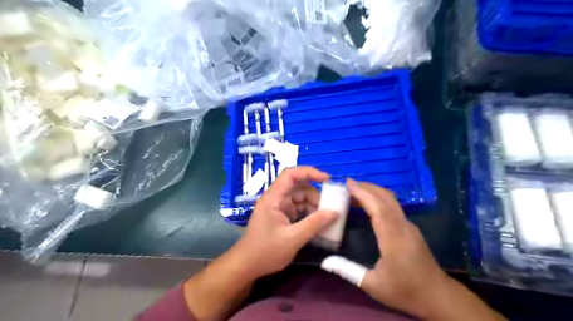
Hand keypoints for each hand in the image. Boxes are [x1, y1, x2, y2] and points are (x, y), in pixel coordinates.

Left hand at [233, 167, 336, 278]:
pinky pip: (298, 209)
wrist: (247, 266)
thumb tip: (335, 212)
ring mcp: (278, 207)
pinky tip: (318, 225)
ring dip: (313, 207)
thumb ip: (314, 224)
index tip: (327, 179)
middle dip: (315, 196)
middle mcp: (275, 199)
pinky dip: (309, 214)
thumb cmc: (266, 252)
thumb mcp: (293, 239)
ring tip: (325, 220)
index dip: (309, 172)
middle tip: (330, 209)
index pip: (290, 175)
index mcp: (273, 198)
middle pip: (298, 188)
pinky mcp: (281, 216)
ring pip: (300, 199)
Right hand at [347, 180, 449, 317]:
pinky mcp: (410, 228)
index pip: (378, 209)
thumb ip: (348, 271)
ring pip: (391, 201)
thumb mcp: (372, 285)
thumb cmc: (404, 291)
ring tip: (356, 191)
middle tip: (348, 184)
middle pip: (386, 198)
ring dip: (374, 191)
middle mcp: (403, 227)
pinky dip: (379, 199)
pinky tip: (369, 205)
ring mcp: (409, 226)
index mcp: (393, 239)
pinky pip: (394, 207)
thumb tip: (325, 262)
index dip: (363, 194)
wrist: (437, 297)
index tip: (348, 183)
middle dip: (367, 187)